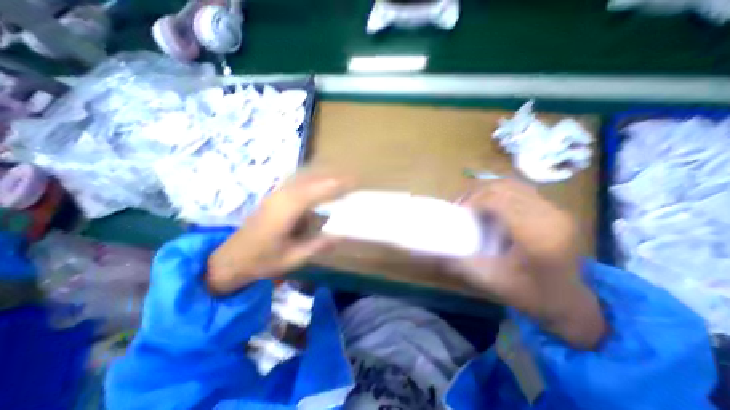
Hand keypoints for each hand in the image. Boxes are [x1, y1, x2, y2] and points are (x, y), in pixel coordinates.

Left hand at [205, 171, 353, 295]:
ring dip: (325, 175)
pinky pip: (299, 181)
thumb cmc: (262, 260)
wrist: (231, 258)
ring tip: (343, 179)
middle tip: (354, 179)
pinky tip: (323, 182)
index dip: (336, 185)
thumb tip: (341, 234)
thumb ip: (317, 245)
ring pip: (304, 176)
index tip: (354, 182)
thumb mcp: (293, 258)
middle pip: (311, 178)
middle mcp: (282, 196)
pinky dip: (314, 178)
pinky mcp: (277, 196)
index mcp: (285, 211)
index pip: (315, 191)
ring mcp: (277, 193)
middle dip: (334, 176)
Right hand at [454, 179, 607, 349]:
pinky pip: (520, 190)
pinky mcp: (554, 209)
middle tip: (461, 207)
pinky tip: (490, 206)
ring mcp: (556, 209)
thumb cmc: (528, 294)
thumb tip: (434, 247)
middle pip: (504, 188)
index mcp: (536, 233)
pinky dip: (499, 193)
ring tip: (472, 204)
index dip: (472, 201)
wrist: (569, 303)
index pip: (498, 199)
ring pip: (512, 185)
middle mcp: (550, 215)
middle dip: (476, 194)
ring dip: (487, 191)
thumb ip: (458, 261)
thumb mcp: (487, 279)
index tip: (458, 213)